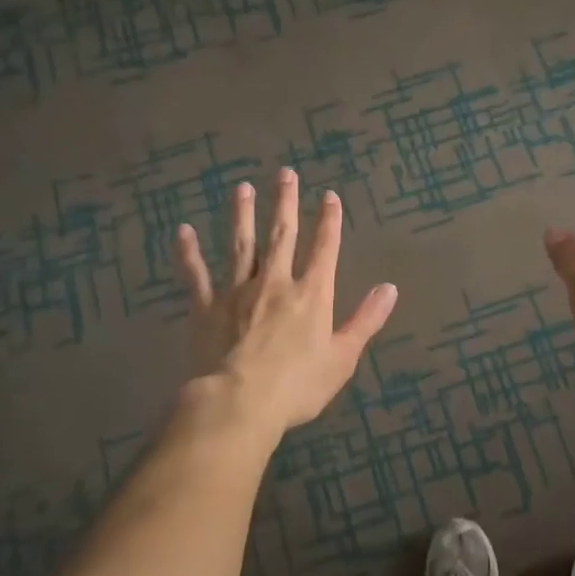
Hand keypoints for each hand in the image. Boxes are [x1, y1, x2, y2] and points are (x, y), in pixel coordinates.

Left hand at [175, 168, 398, 434]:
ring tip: (242, 188)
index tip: (329, 196)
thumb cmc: (297, 386)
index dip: (328, 222)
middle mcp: (274, 283)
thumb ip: (365, 320)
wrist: (239, 402)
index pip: (324, 250)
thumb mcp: (342, 357)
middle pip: (282, 236)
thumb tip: (390, 288)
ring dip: (242, 215)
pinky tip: (183, 231)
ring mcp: (236, 292)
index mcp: (311, 295)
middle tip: (284, 173)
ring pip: (241, 245)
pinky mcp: (206, 307)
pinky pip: (196, 274)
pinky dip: (189, 253)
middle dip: (285, 204)